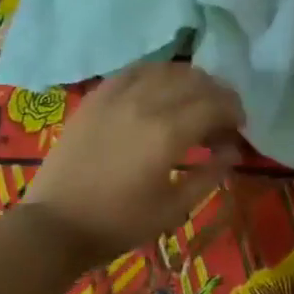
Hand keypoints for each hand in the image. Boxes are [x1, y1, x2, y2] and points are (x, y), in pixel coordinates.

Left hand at [22, 63, 244, 266]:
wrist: (55, 224)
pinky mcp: (99, 94)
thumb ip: (209, 175)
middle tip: (221, 116)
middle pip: (196, 81)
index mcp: (168, 133)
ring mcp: (119, 94)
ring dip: (190, 81)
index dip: (234, 111)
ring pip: (169, 69)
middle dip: (217, 94)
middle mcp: (147, 103)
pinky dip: (158, 74)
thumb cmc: (118, 223)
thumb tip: (233, 149)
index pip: (215, 104)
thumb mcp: (173, 210)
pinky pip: (137, 69)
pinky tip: (161, 88)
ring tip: (194, 101)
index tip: (238, 126)